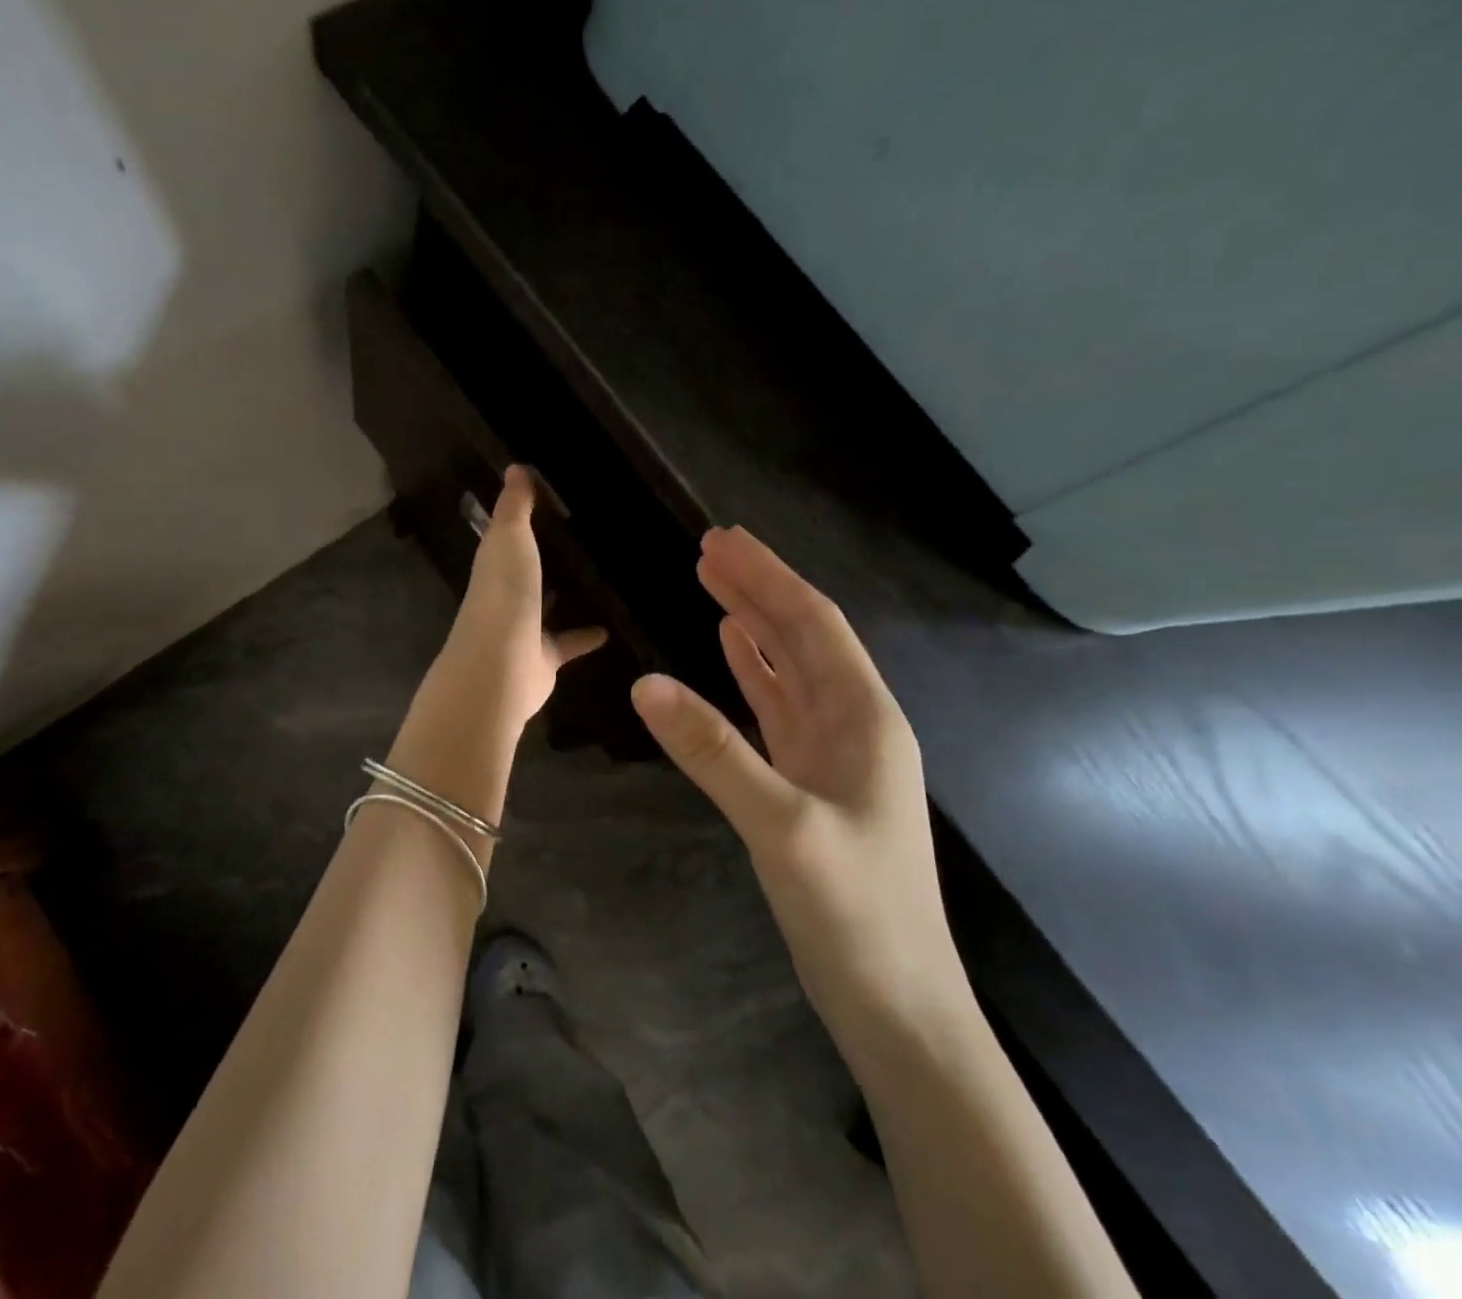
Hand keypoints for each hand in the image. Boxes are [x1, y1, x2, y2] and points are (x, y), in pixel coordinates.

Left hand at [423, 466, 606, 733]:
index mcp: (495, 564)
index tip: (554, 501)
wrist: (500, 665)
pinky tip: (613, 626)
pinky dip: (587, 635)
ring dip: (565, 595)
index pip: (509, 536)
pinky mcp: (545, 658)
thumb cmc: (504, 594)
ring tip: (603, 577)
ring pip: (548, 607)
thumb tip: (515, 467)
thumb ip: (514, 507)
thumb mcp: (509, 538)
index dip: (525, 520)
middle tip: (587, 537)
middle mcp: (507, 595)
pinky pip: (569, 642)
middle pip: (529, 572)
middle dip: (548, 558)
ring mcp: (525, 628)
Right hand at [630, 526, 967, 1043]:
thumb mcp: (782, 827)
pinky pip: (777, 706)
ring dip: (752, 623)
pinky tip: (729, 649)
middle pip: (800, 636)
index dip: (768, 577)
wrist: (896, 1002)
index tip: (722, 538)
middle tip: (709, 547)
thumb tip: (645, 683)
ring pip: (787, 667)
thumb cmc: (855, 913)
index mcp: (864, 717)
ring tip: (712, 582)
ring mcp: (831, 752)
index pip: (812, 624)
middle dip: (758, 588)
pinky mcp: (809, 780)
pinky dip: (751, 670)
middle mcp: (853, 722)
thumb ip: (714, 752)